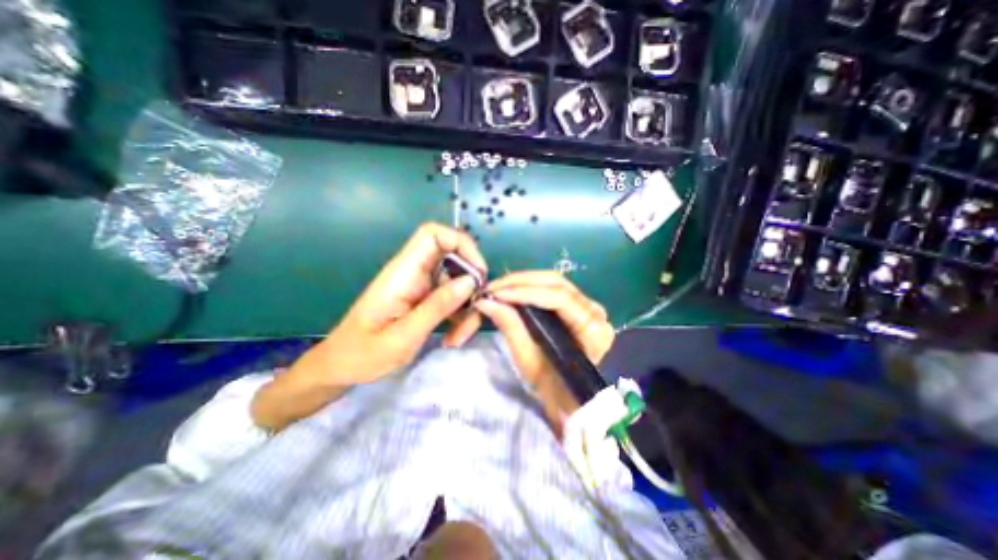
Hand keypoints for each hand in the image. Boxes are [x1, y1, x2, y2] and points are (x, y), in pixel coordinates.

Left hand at [309, 223, 486, 384]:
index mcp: (403, 272)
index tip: (477, 274)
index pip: (433, 234)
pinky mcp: (425, 299)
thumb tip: (470, 281)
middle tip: (474, 313)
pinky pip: (453, 298)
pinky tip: (452, 337)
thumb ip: (437, 307)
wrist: (341, 367)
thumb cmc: (362, 354)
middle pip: (455, 259)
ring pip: (458, 283)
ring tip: (458, 337)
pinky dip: (460, 316)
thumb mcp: (402, 337)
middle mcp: (414, 273)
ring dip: (467, 308)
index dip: (461, 244)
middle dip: (472, 286)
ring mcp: (421, 286)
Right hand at [474, 269, 616, 383]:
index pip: (559, 298)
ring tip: (498, 288)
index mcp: (592, 330)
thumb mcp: (529, 361)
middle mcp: (595, 312)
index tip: (495, 294)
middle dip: (520, 282)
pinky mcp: (578, 305)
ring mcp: (588, 306)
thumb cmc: (552, 388)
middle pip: (557, 283)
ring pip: (554, 281)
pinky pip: (552, 288)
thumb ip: (510, 327)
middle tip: (492, 288)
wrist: (567, 400)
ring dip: (523, 281)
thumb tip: (485, 301)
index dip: (525, 292)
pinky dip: (529, 287)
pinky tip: (511, 290)